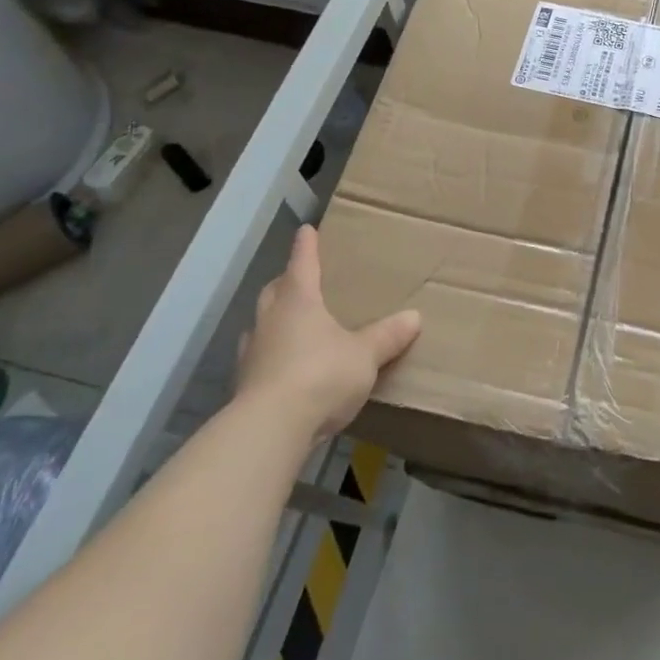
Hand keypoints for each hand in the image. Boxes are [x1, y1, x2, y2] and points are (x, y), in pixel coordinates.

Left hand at [237, 225, 420, 441]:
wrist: (270, 429)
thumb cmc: (320, 374)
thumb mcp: (365, 355)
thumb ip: (387, 336)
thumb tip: (414, 317)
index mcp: (298, 301)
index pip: (302, 263)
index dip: (306, 246)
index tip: (306, 230)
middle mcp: (270, 320)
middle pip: (274, 291)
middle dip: (286, 282)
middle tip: (299, 279)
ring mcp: (252, 353)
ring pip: (261, 325)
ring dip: (274, 320)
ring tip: (291, 324)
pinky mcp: (245, 386)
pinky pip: (259, 359)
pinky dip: (271, 356)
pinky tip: (285, 367)